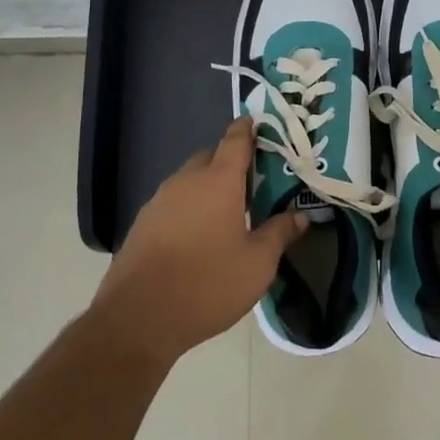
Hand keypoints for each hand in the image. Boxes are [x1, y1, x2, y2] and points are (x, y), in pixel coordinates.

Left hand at [92, 118, 307, 364]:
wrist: (139, 317)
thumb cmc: (207, 284)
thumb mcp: (257, 264)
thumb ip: (280, 234)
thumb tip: (301, 215)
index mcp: (219, 181)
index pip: (235, 140)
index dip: (247, 129)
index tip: (257, 123)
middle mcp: (187, 180)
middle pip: (211, 156)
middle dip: (229, 160)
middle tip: (252, 179)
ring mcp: (160, 200)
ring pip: (190, 179)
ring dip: (208, 184)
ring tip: (228, 209)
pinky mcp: (143, 222)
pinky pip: (173, 201)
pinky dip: (189, 205)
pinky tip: (198, 233)